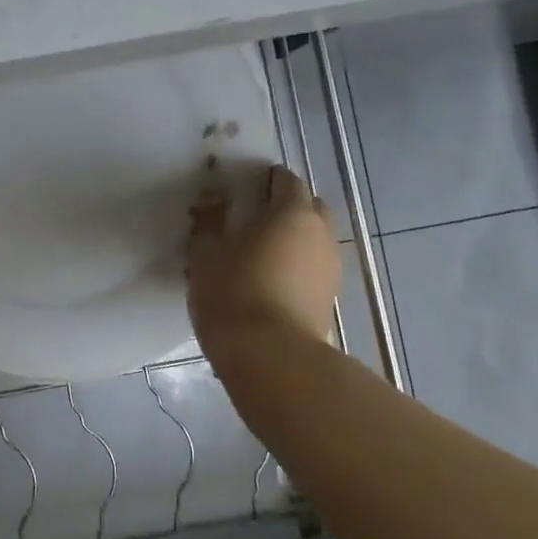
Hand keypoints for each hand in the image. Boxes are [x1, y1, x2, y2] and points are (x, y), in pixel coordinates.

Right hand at [188, 164, 340, 348]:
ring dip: (294, 239)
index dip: (266, 180)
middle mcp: (320, 234)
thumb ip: (210, 220)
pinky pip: (313, 268)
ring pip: (314, 240)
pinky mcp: (330, 299)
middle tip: (254, 220)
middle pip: (309, 207)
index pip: (286, 181)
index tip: (243, 189)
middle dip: (287, 207)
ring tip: (261, 254)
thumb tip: (212, 198)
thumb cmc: (234, 292)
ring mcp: (331, 268)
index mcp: (293, 212)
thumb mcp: (206, 252)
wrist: (271, 358)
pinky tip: (271, 281)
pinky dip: (297, 266)